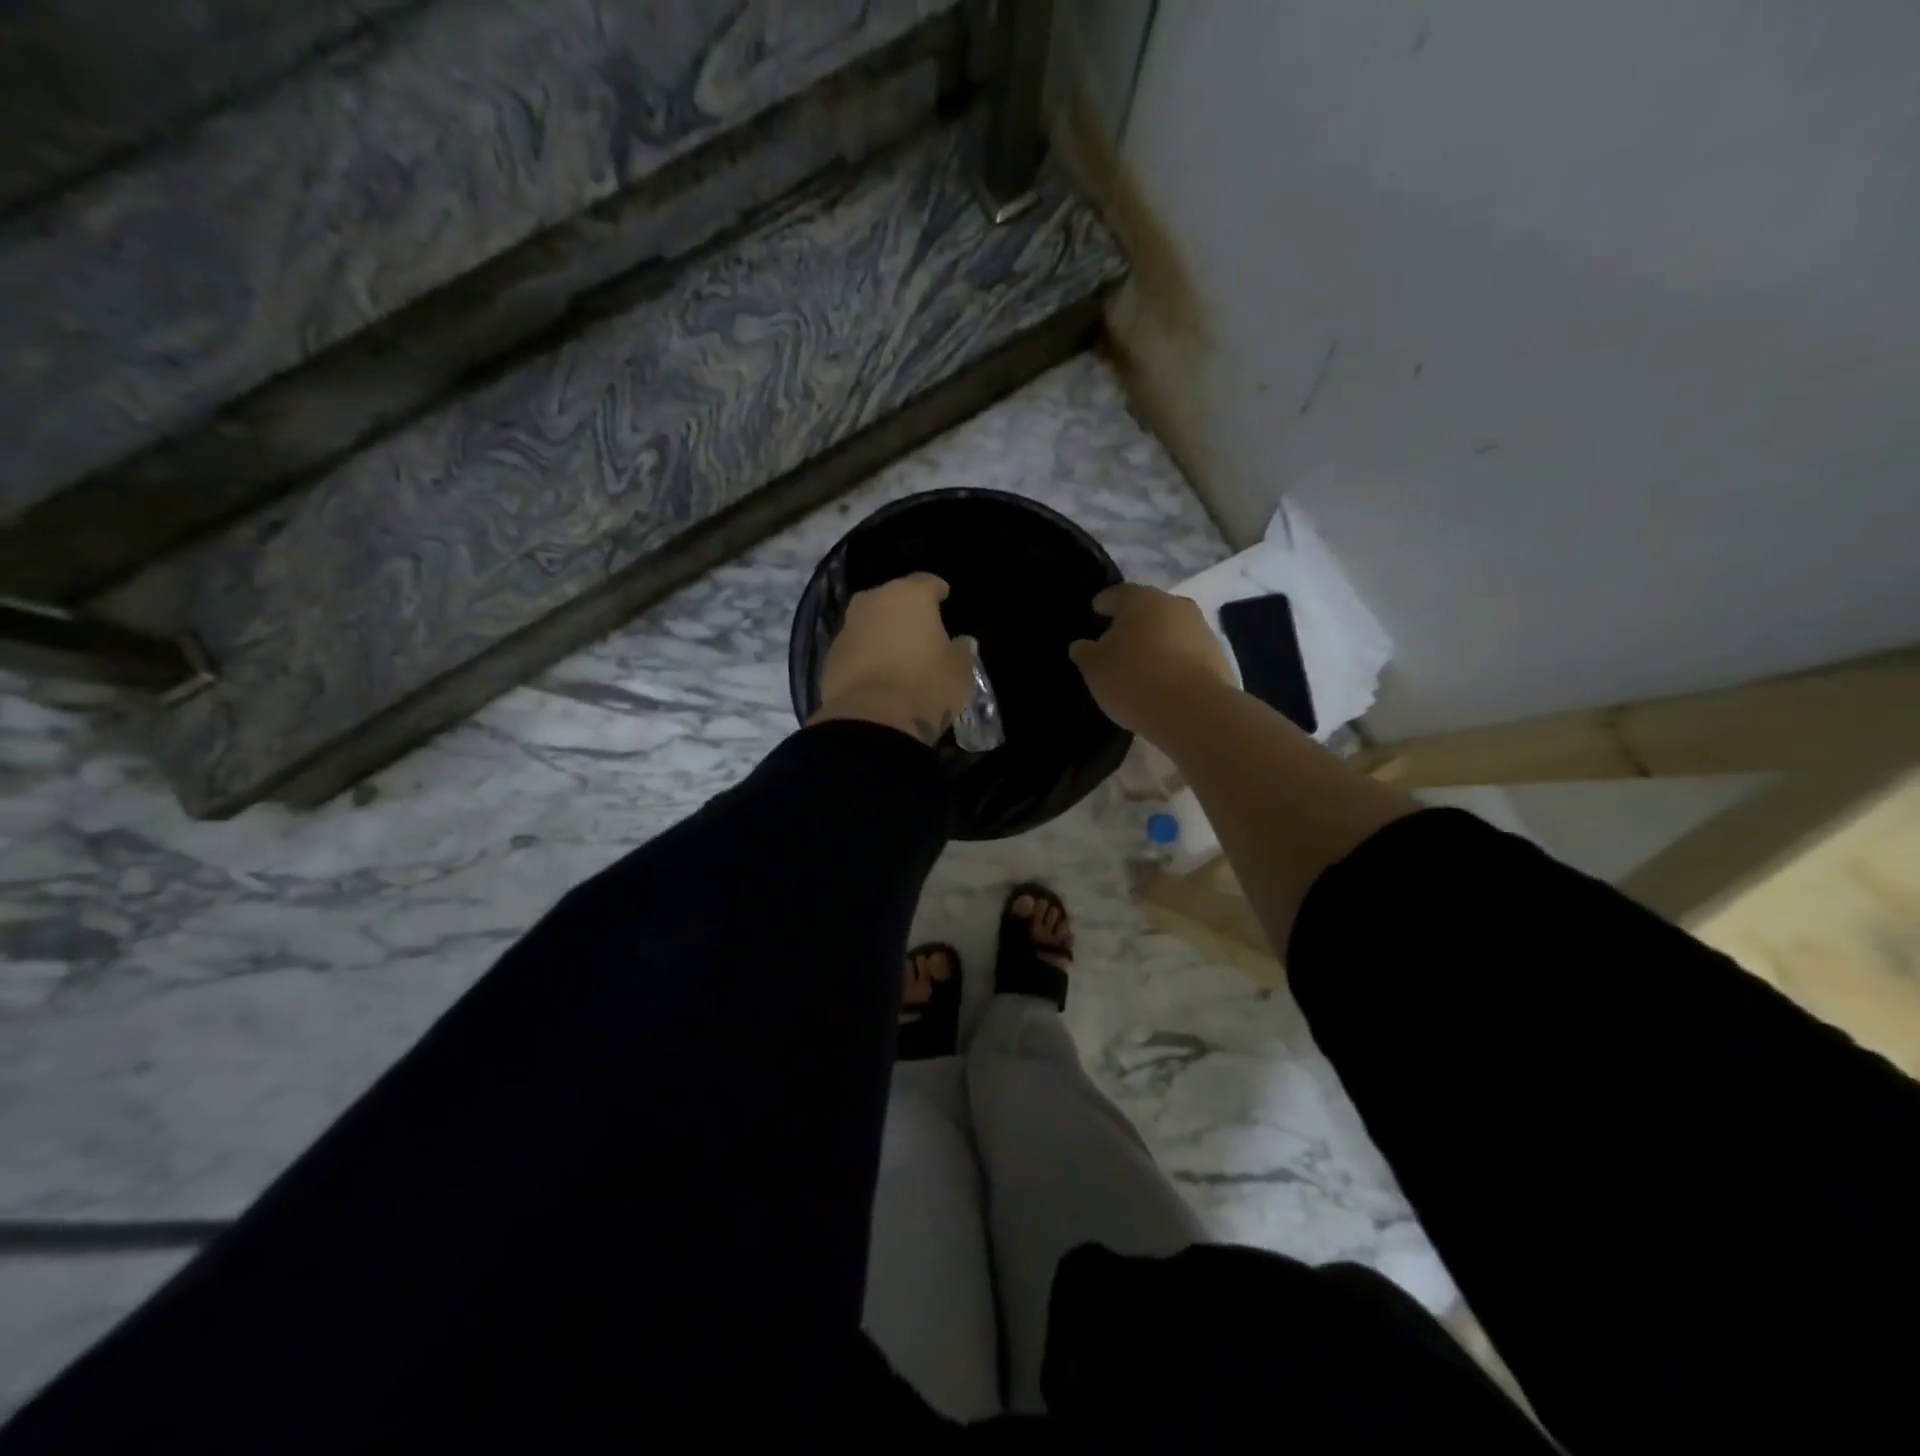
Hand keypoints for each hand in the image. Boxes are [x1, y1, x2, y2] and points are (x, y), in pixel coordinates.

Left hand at [812, 572, 976, 745]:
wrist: (872, 721)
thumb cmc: (925, 686)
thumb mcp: (959, 671)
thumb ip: (962, 651)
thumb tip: (963, 642)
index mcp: (909, 596)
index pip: (926, 582)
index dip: (937, 590)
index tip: (944, 596)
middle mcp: (873, 602)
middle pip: (892, 598)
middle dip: (905, 610)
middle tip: (920, 628)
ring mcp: (847, 628)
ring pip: (869, 622)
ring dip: (882, 632)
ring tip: (897, 653)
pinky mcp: (830, 657)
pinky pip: (855, 648)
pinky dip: (865, 655)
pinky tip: (876, 674)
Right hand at [1068, 582, 1234, 736]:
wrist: (1195, 711)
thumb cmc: (1134, 680)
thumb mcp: (1094, 669)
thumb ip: (1085, 652)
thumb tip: (1083, 645)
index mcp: (1140, 599)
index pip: (1115, 594)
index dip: (1102, 605)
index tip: (1095, 614)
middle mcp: (1173, 604)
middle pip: (1146, 609)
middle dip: (1131, 623)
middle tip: (1116, 644)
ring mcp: (1200, 628)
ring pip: (1169, 630)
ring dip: (1156, 642)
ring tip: (1141, 666)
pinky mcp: (1218, 655)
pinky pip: (1186, 652)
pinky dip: (1174, 661)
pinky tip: (1164, 681)